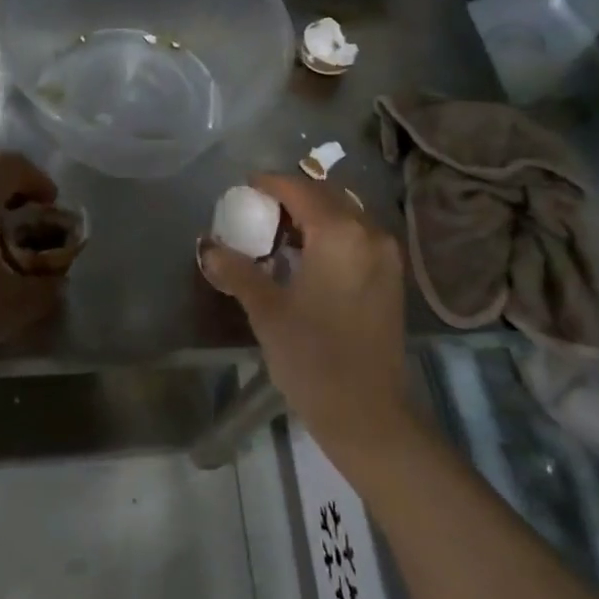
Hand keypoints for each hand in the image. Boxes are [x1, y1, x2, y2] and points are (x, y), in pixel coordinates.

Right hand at [200, 174, 412, 468]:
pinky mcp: (391, 277)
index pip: (300, 190)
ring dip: (314, 215)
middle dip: (292, 197)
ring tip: (280, 235)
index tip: (244, 188)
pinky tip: (309, 257)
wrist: (368, 414)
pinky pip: (358, 236)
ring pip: (345, 215)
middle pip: (327, 196)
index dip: (270, 184)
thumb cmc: (312, 358)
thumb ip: (237, 271)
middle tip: (259, 212)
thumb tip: (207, 247)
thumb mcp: (266, 311)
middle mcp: (369, 233)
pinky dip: (332, 234)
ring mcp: (386, 255)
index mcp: (339, 233)